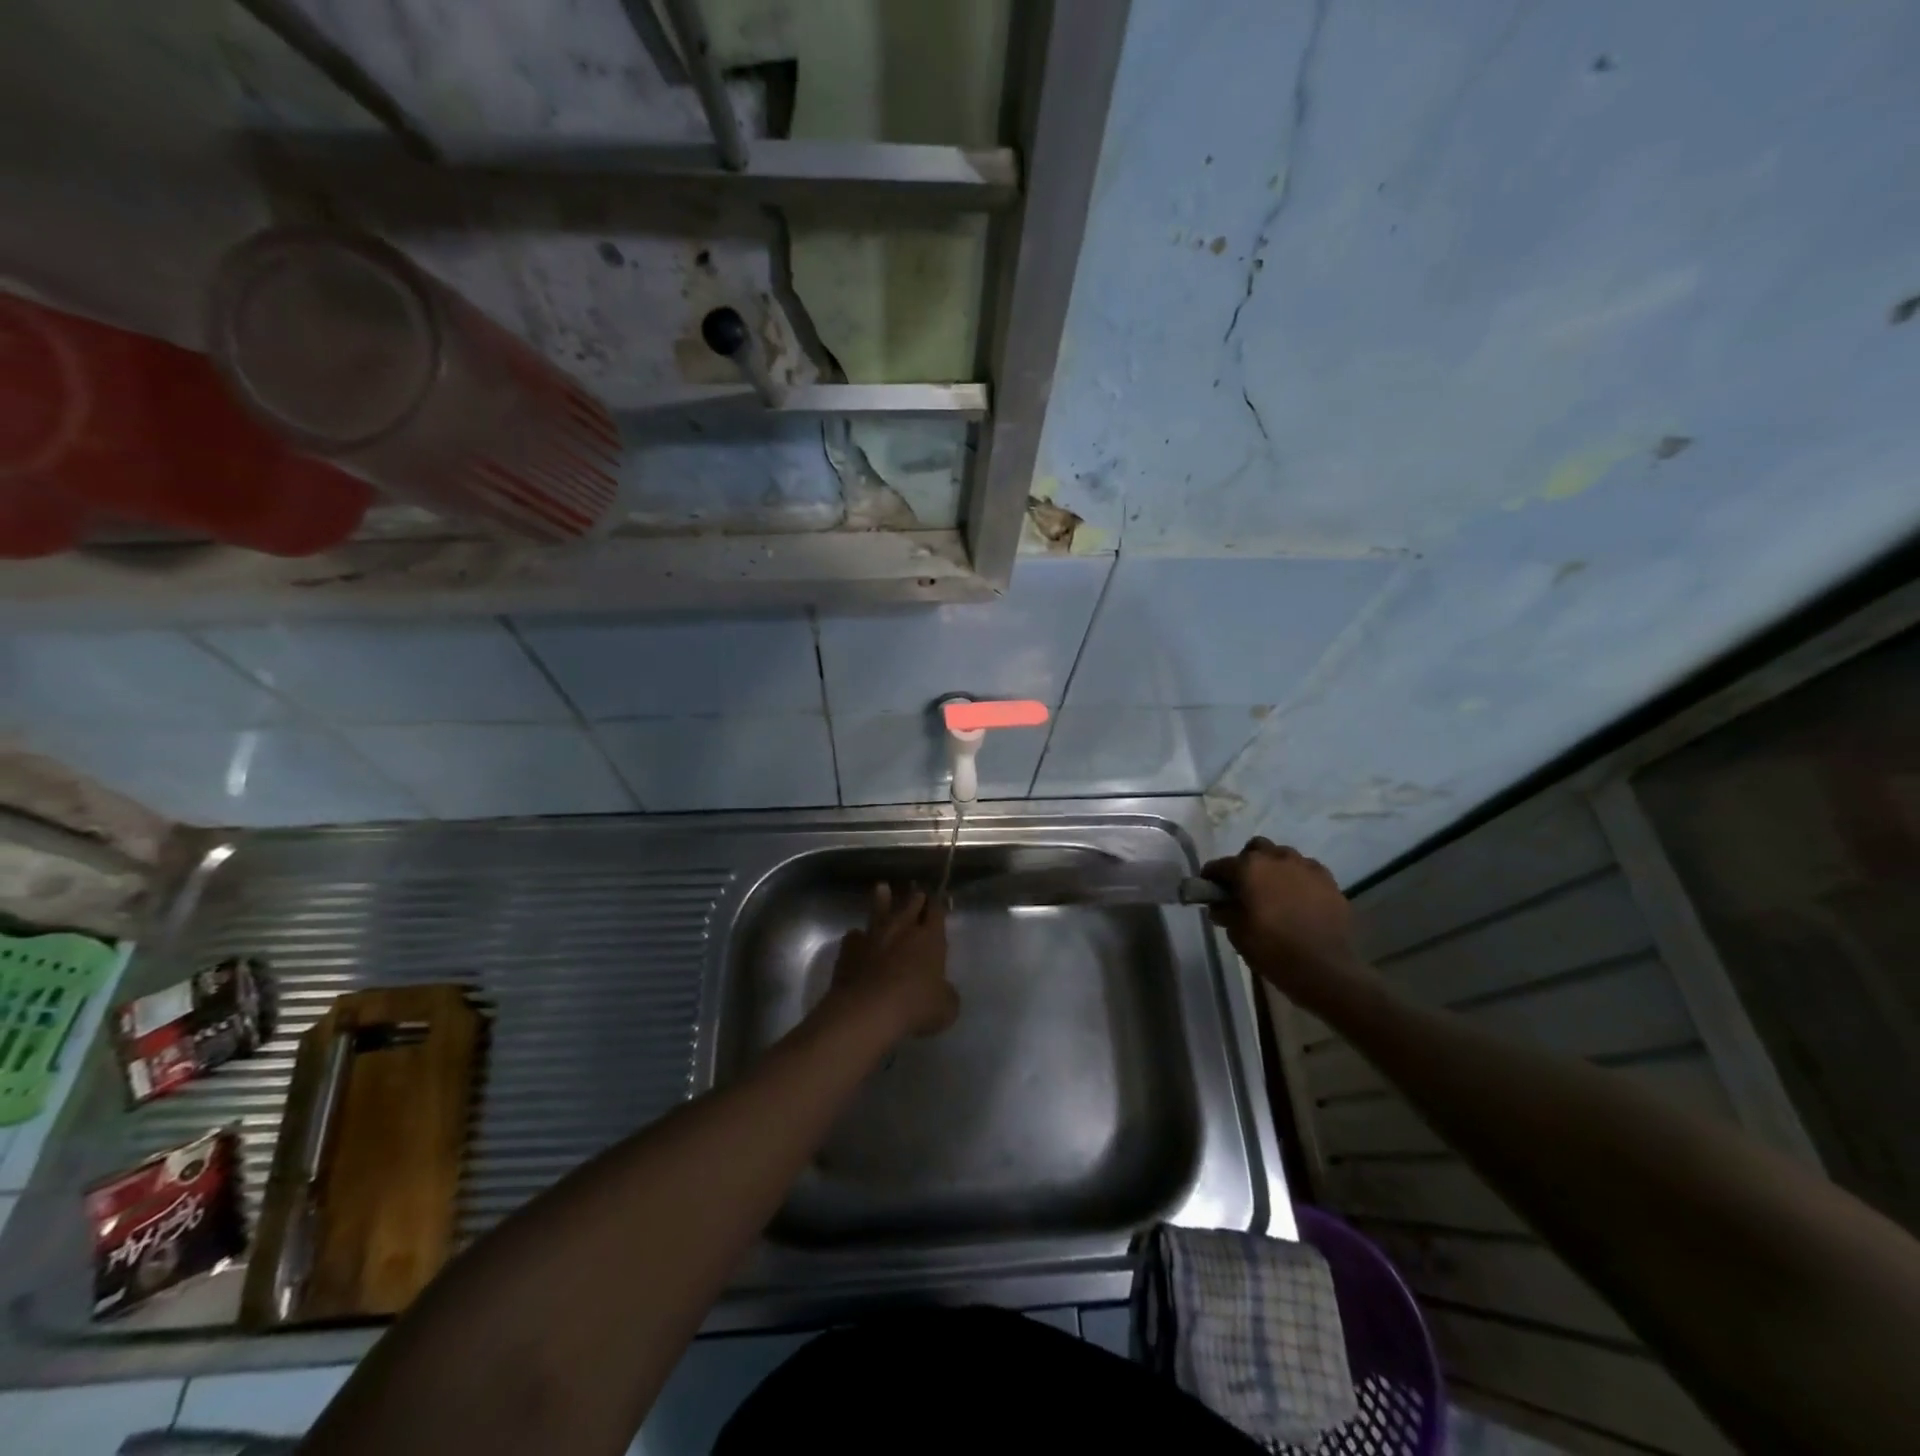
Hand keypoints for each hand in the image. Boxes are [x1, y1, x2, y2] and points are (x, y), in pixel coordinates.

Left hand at [821, 883, 959, 1040]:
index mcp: (930, 938)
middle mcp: (902, 929)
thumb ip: (946, 994)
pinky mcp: (850, 948)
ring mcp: (873, 935)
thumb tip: (943, 991)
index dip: (938, 905)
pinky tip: (856, 938)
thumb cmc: (914, 1006)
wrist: (867, 1010)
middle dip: (916, 897)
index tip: (939, 899)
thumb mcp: (945, 1008)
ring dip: (882, 899)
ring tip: (882, 887)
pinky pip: (854, 936)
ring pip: (879, 910)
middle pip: (910, 904)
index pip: (936, 912)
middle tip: (917, 892)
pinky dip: (857, 936)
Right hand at [1201, 838, 1377, 1009]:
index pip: (1221, 865)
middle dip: (1247, 863)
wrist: (1324, 969)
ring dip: (1274, 869)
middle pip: (1255, 849)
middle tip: (1246, 888)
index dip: (1211, 877)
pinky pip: (1307, 871)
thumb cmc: (1272, 949)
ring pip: (1283, 857)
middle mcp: (1277, 858)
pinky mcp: (1329, 881)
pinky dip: (1298, 880)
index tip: (1209, 889)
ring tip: (1275, 894)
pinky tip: (1299, 901)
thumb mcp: (1236, 933)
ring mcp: (1306, 867)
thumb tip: (1220, 904)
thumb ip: (1224, 911)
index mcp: (1249, 867)